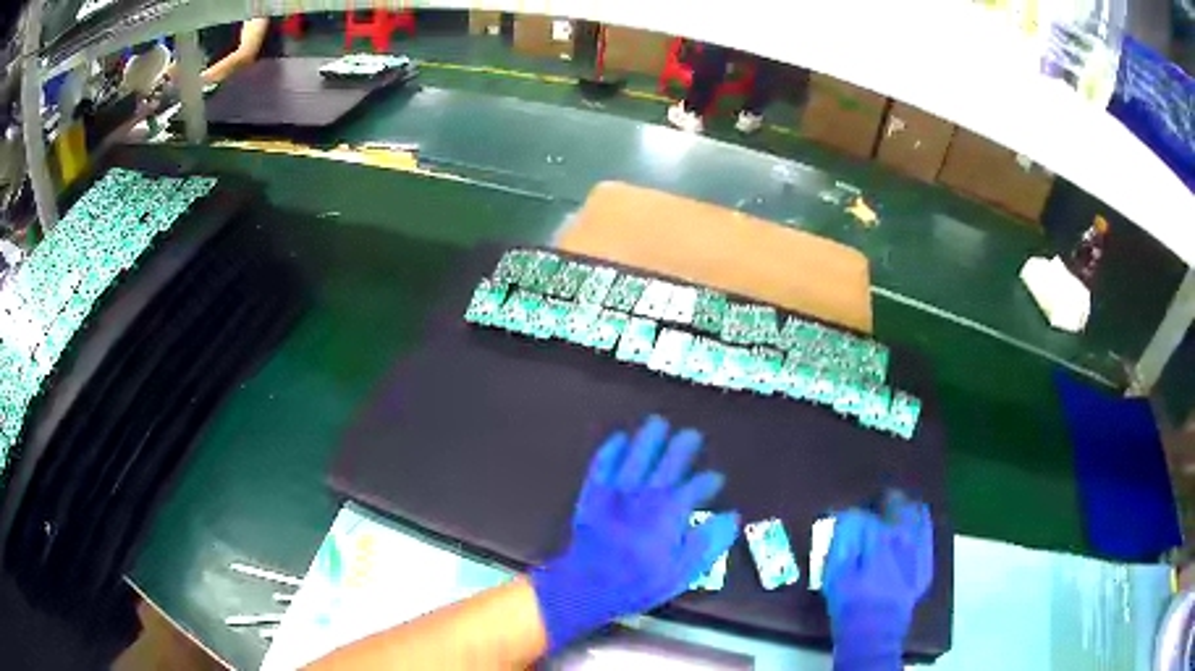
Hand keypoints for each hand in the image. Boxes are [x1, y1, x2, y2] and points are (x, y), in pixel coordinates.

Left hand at [530, 415, 739, 652]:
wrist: (587, 584)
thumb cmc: (639, 582)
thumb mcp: (683, 571)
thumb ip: (708, 542)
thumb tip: (731, 517)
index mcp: (671, 510)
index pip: (697, 486)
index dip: (709, 481)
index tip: (715, 480)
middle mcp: (647, 492)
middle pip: (670, 460)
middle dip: (683, 446)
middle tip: (692, 435)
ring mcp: (617, 490)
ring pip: (637, 454)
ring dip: (649, 437)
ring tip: (658, 423)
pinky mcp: (593, 493)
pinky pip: (603, 463)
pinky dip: (612, 449)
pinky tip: (619, 439)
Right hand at [824, 490, 932, 669]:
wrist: (874, 631)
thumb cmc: (848, 601)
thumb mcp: (833, 571)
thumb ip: (840, 536)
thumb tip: (842, 514)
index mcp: (875, 534)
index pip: (859, 512)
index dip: (847, 516)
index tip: (841, 523)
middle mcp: (903, 532)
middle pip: (894, 500)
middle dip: (880, 503)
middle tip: (869, 514)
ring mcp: (919, 546)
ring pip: (915, 510)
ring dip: (901, 509)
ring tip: (890, 518)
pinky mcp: (927, 560)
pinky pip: (927, 530)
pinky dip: (918, 524)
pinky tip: (907, 533)